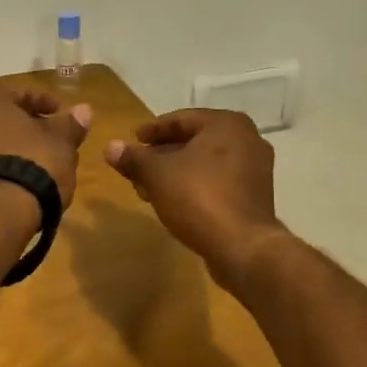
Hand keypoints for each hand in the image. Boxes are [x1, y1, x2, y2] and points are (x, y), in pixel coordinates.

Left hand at [0, 85, 92, 208]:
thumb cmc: (31, 164)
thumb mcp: (61, 142)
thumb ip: (71, 124)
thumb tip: (84, 110)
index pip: (21, 93)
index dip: (46, 104)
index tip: (64, 117)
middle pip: (0, 116)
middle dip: (25, 125)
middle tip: (50, 138)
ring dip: (10, 145)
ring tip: (38, 162)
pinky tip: (18, 179)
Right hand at [104, 109, 286, 280]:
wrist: (243, 247)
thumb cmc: (199, 197)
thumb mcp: (157, 174)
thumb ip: (134, 158)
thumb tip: (110, 147)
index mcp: (227, 124)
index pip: (182, 118)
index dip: (153, 130)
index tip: (133, 139)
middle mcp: (247, 139)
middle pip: (194, 141)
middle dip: (162, 155)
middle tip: (137, 167)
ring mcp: (255, 169)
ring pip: (205, 163)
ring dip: (175, 173)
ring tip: (148, 188)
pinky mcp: (255, 196)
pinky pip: (218, 182)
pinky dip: (194, 186)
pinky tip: (172, 202)